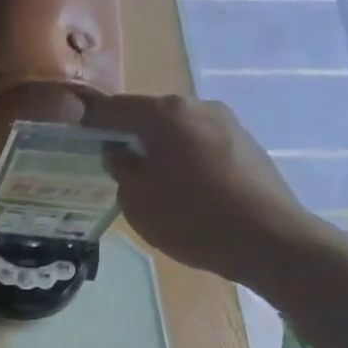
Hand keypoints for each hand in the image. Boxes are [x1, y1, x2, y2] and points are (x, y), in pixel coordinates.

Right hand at [85, 93, 328, 287]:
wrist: (270, 240)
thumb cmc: (191, 217)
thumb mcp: (137, 199)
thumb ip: (121, 168)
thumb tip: (119, 152)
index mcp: (166, 113)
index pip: (114, 108)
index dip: (91, 123)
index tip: (77, 142)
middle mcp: (199, 106)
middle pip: (149, 115)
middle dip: (127, 136)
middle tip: (110, 165)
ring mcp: (228, 124)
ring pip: (177, 131)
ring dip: (158, 148)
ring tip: (147, 181)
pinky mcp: (247, 146)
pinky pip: (201, 145)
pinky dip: (183, 159)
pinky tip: (182, 189)